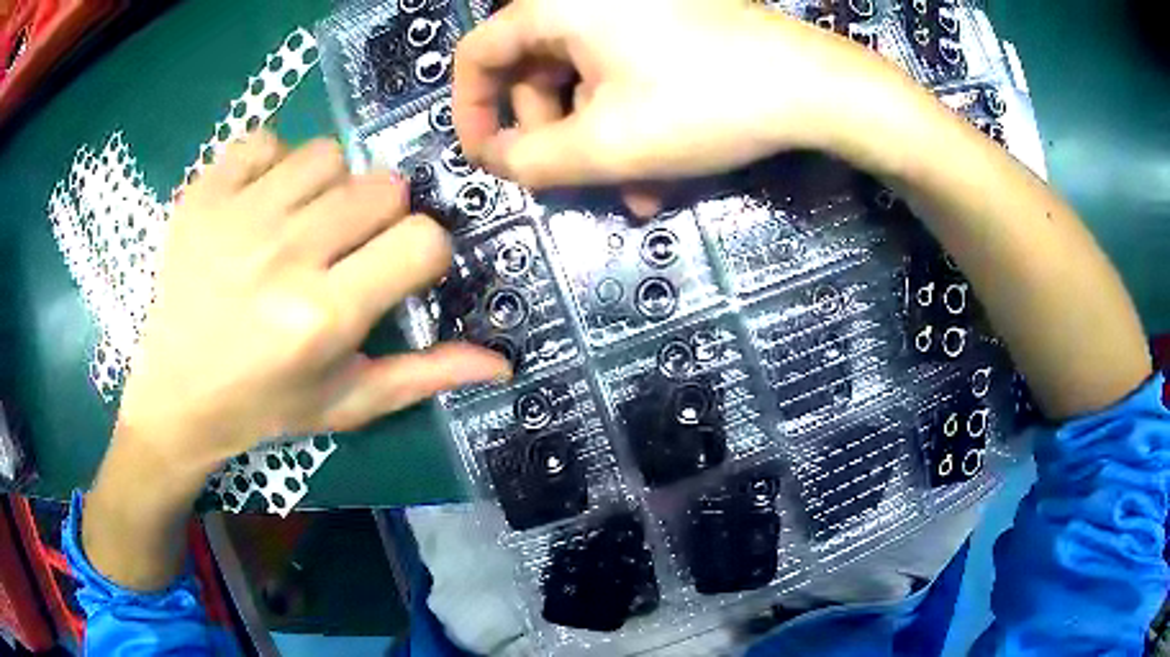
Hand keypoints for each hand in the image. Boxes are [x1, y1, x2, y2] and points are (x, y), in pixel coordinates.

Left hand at [115, 132, 508, 477]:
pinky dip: (273, 163)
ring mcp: (237, 216)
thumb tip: (501, 362)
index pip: (422, 241)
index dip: (423, 253)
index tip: (397, 270)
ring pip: (328, 154)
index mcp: (323, 317)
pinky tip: (260, 201)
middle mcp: (283, 257)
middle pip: (382, 187)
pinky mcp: (203, 193)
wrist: (175, 397)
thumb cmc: (264, 406)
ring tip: (302, 223)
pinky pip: (265, 139)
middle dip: (380, 217)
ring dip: (329, 186)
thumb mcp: (346, 402)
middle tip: (346, 250)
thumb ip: (423, 376)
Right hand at [453, 0, 895, 191]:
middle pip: (535, 71)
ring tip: (633, 191)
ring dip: (597, 139)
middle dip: (551, 135)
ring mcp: (631, 10)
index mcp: (558, 6)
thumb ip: (530, 159)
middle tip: (576, 185)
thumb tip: (497, 157)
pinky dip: (628, 120)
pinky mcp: (665, 25)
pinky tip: (657, 169)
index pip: (479, 56)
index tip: (489, 160)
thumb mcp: (606, 144)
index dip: (472, 112)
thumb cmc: (705, 103)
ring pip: (584, 79)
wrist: (814, 87)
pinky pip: (623, 73)